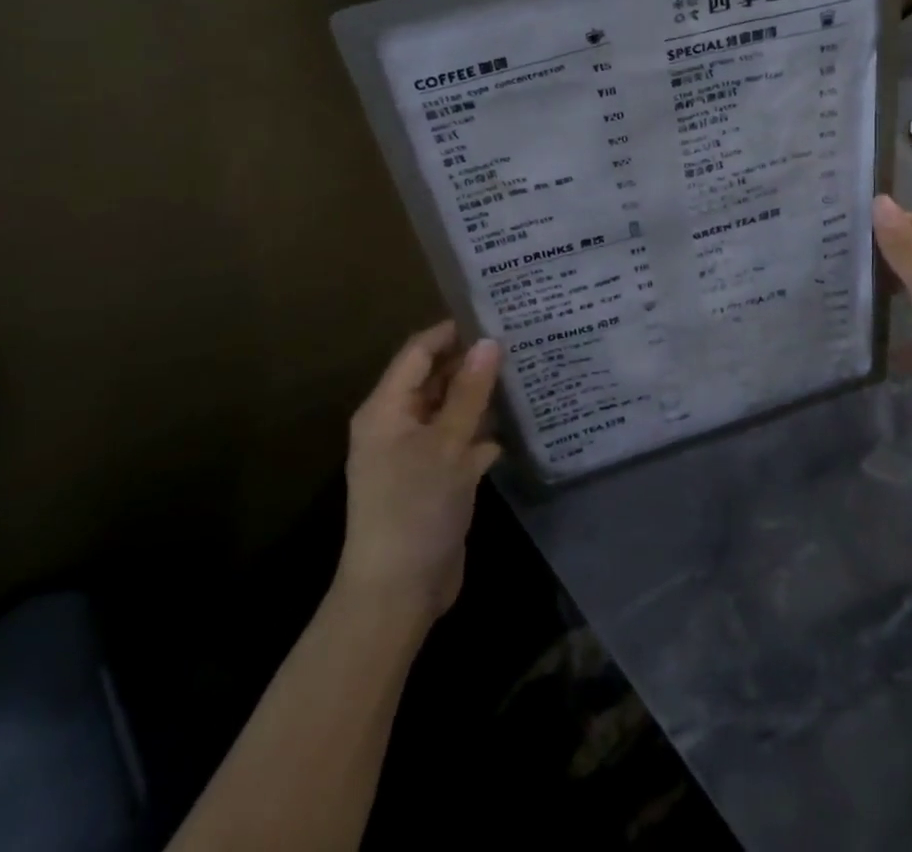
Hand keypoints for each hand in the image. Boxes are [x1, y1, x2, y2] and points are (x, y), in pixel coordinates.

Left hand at [336, 321, 502, 625]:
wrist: (397, 595)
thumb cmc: (415, 508)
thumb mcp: (447, 444)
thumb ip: (469, 392)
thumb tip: (489, 341)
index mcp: (386, 410)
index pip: (418, 352)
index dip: (453, 332)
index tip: (495, 315)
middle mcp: (397, 425)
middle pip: (434, 379)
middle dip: (472, 362)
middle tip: (519, 341)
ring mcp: (414, 454)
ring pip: (450, 410)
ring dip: (481, 397)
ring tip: (525, 372)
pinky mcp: (433, 479)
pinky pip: (459, 441)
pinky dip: (483, 432)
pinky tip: (517, 423)